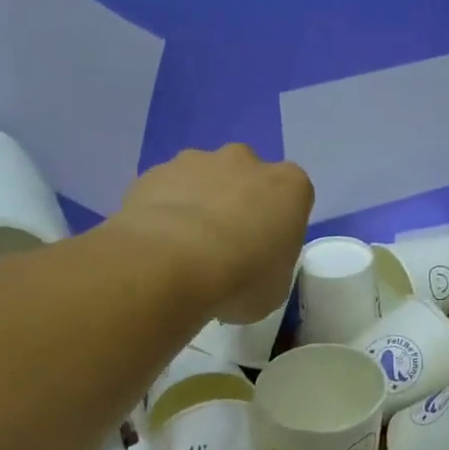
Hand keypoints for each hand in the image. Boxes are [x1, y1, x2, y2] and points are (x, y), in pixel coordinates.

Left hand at [117, 145, 313, 322]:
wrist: (169, 265)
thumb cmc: (240, 279)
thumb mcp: (275, 288)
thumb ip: (271, 266)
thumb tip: (253, 266)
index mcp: (289, 185)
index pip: (293, 197)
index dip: (278, 224)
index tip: (266, 252)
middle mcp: (245, 161)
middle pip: (247, 178)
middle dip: (238, 203)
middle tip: (226, 247)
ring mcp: (196, 161)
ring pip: (203, 179)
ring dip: (199, 204)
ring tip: (185, 249)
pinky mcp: (155, 172)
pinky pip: (166, 191)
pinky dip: (164, 211)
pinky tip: (157, 245)